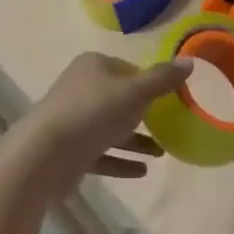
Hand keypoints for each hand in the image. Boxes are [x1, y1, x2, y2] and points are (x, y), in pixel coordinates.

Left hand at [7, 52, 190, 200]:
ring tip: (162, 153)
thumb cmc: (93, 113)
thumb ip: (162, 79)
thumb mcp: (135, 92)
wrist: (44, 155)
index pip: (128, 69)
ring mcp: (73, 120)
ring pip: (111, 127)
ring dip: (136, 140)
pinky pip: (102, 153)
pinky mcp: (70, 150)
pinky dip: (121, 160)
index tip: (172, 99)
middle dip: (144, 113)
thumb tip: (189, 62)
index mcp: (93, 65)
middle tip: (171, 126)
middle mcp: (81, 88)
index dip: (150, 82)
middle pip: (119, 98)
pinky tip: (143, 171)